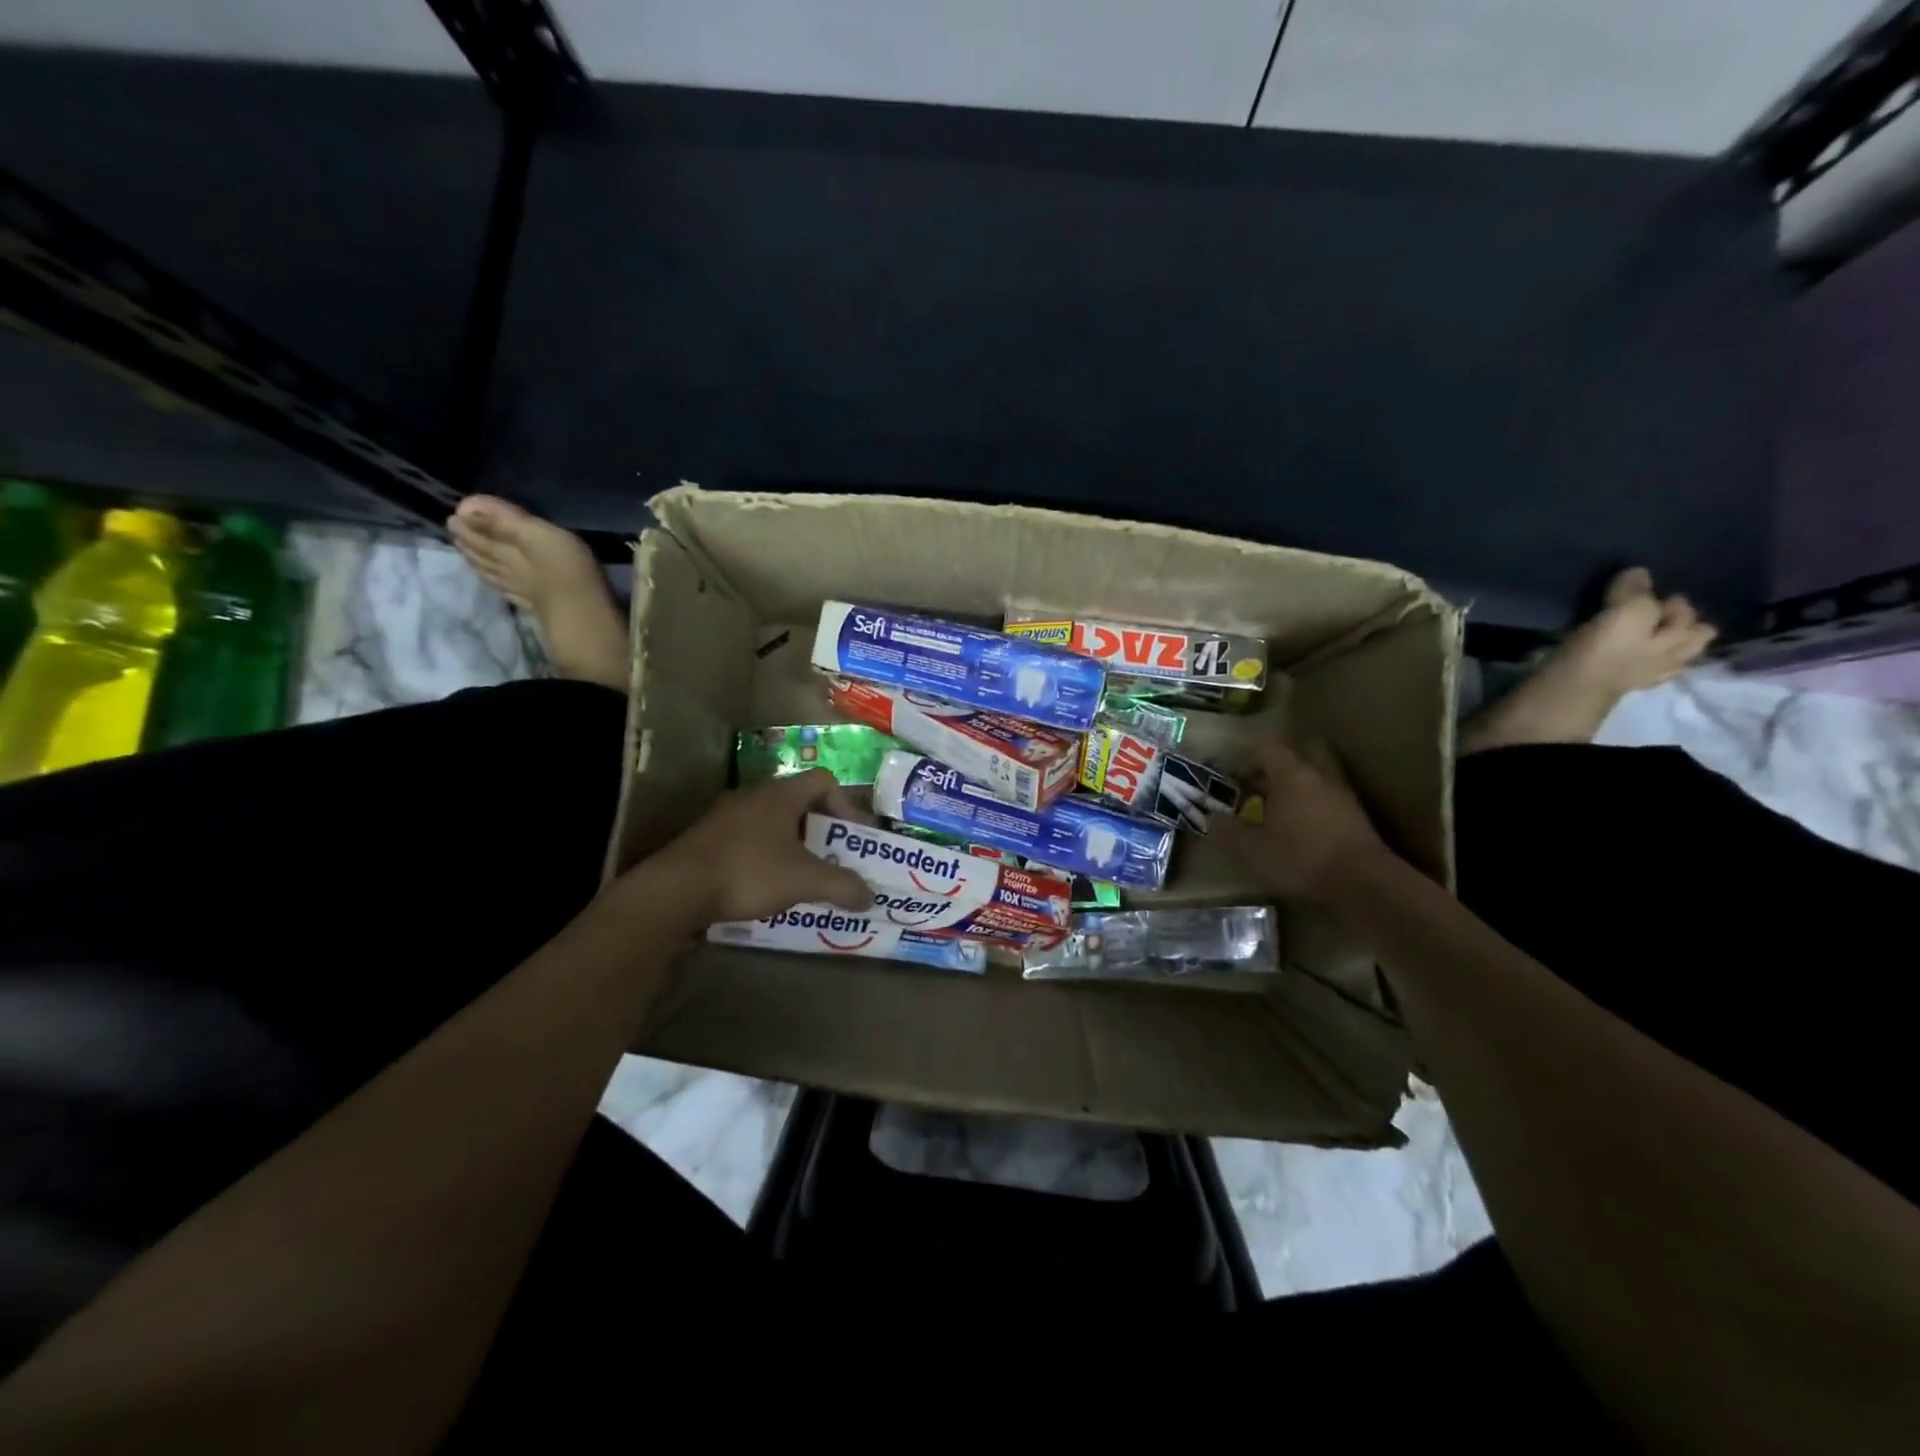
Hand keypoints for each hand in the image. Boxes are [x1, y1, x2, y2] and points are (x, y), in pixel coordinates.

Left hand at [648, 771, 874, 925]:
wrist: (675, 889)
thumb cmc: (749, 872)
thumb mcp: (805, 880)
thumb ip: (842, 886)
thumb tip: (870, 898)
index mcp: (781, 794)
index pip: (824, 781)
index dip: (845, 805)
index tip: (852, 836)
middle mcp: (754, 795)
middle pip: (799, 801)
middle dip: (821, 829)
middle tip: (833, 857)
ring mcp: (726, 815)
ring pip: (773, 821)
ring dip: (793, 844)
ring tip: (803, 874)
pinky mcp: (707, 838)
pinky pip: (749, 838)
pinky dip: (767, 855)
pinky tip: (767, 885)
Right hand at [1210, 739, 1391, 901]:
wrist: (1363, 883)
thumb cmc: (1301, 858)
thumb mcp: (1252, 849)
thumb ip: (1228, 831)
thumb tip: (1212, 819)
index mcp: (1291, 776)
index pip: (1266, 749)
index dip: (1245, 760)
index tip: (1232, 780)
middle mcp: (1319, 777)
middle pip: (1300, 754)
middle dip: (1279, 766)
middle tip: (1261, 786)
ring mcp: (1343, 796)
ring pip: (1317, 777)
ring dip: (1299, 788)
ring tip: (1281, 812)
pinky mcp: (1358, 818)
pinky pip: (1331, 800)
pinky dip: (1315, 807)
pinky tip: (1304, 831)